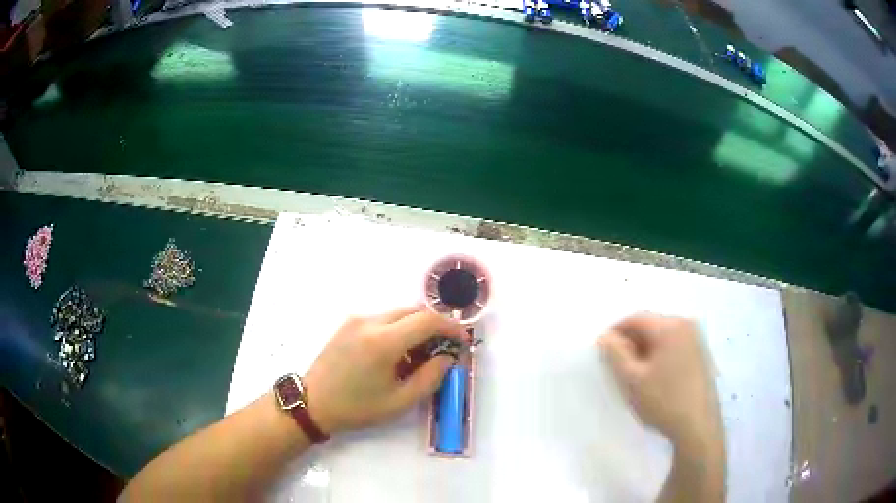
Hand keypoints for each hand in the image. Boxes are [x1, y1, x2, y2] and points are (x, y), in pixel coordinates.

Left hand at [302, 306, 467, 434]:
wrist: (313, 402)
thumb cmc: (357, 407)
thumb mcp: (399, 401)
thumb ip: (430, 377)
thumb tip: (447, 357)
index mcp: (383, 342)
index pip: (427, 320)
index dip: (450, 326)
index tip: (461, 340)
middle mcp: (370, 322)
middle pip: (414, 311)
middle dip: (434, 325)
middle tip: (443, 348)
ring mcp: (357, 320)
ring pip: (398, 313)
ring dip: (416, 327)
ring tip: (419, 354)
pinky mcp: (348, 323)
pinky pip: (383, 319)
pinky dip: (398, 329)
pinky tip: (396, 353)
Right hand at [599, 314, 722, 451]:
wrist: (698, 426)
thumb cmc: (663, 401)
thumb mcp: (632, 379)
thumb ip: (615, 354)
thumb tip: (606, 336)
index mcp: (670, 326)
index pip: (636, 318)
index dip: (616, 332)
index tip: (602, 352)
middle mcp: (686, 326)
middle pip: (651, 326)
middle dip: (631, 342)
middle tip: (617, 366)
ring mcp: (697, 341)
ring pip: (662, 338)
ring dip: (645, 351)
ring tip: (634, 375)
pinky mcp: (701, 356)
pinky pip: (674, 347)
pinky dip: (660, 357)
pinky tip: (655, 379)